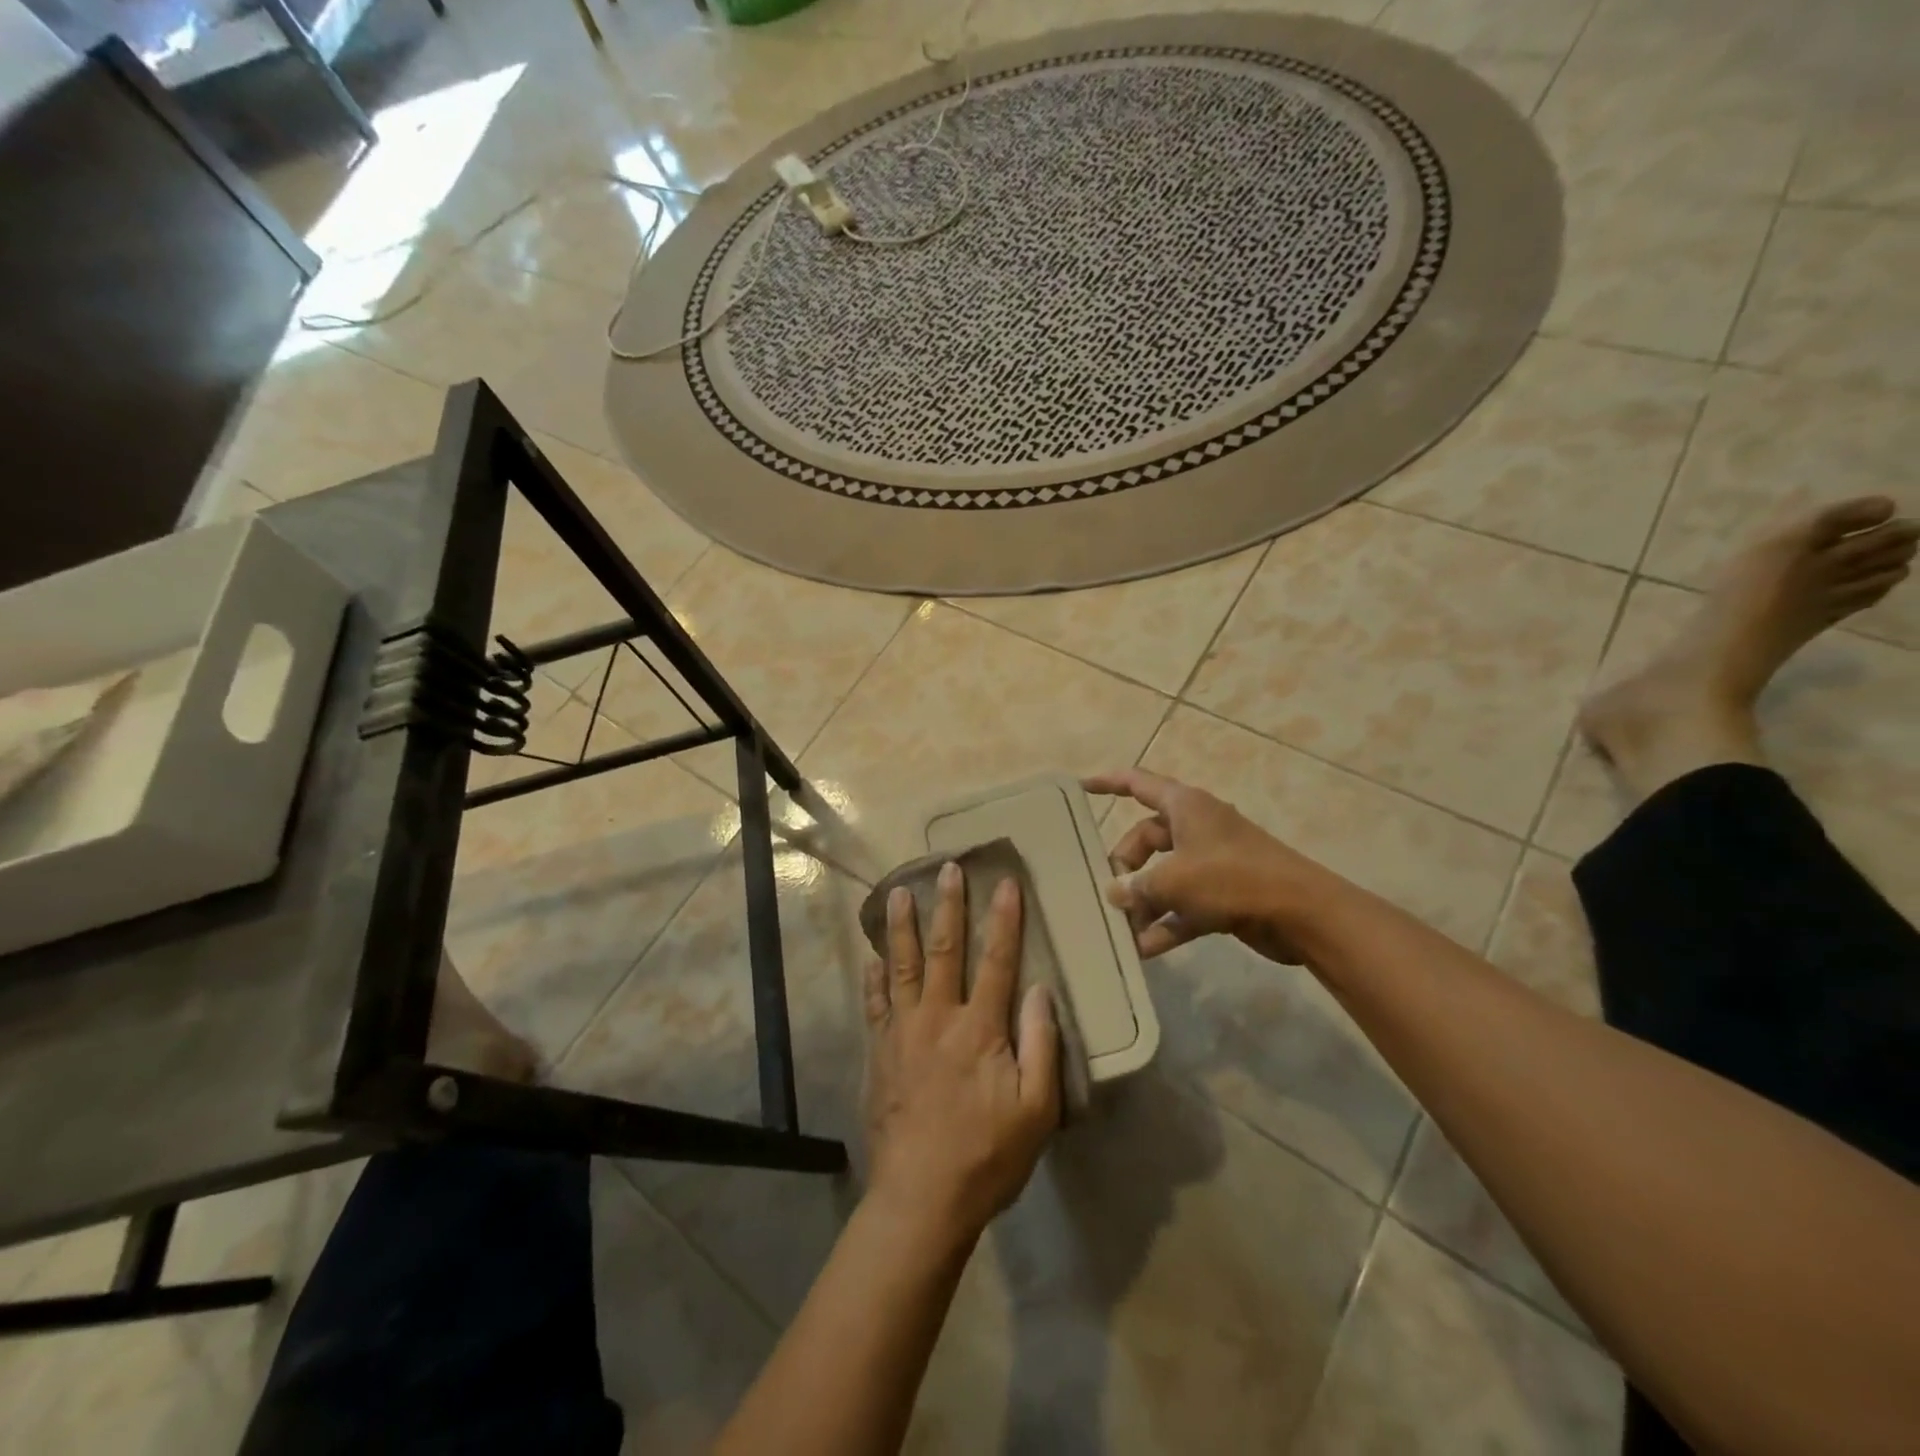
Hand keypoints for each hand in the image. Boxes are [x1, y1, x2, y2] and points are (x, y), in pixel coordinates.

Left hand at [863, 865, 1059, 1245]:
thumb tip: (1039, 989)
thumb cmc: (987, 1156)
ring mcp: (902, 1033)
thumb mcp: (1037, 1110)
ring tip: (899, 894)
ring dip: (902, 928)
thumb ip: (1041, 1044)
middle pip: (945, 951)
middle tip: (947, 868)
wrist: (921, 1199)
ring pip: (902, 968)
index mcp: (979, 1028)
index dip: (1004, 919)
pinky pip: (875, 1006)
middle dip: (948, 906)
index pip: (997, 960)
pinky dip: (874, 979)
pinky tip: (871, 960)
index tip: (1006, 882)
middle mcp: (938, 1018)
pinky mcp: (879, 1054)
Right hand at [1084, 768, 1336, 962]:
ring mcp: (1211, 862)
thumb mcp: (1174, 880)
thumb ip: (1137, 886)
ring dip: (1143, 901)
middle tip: (1109, 893)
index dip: (1108, 782)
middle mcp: (1196, 828)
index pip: (1138, 784)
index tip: (1081, 787)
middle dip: (1125, 866)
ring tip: (1120, 928)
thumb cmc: (1232, 879)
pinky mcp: (1223, 895)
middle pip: (1146, 838)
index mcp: (1185, 806)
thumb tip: (1114, 894)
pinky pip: (1183, 905)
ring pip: (1164, 875)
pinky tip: (1144, 949)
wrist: (1301, 913)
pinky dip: (1166, 923)